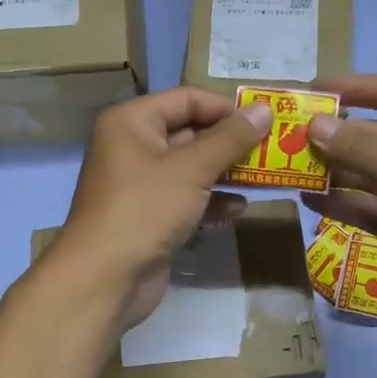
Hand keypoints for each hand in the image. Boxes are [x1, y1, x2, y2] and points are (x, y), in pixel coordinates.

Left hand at [50, 87, 271, 329]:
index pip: (186, 99)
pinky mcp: (149, 218)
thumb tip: (264, 108)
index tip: (264, 119)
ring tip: (263, 178)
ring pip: (190, 169)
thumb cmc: (145, 209)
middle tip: (271, 149)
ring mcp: (140, 185)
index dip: (225, 107)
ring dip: (224, 174)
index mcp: (132, 122)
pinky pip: (185, 200)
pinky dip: (210, 202)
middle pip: (189, 133)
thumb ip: (230, 138)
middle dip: (229, 143)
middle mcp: (132, 147)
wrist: (104, 278)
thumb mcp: (191, 169)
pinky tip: (238, 210)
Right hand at [303, 74, 376, 344]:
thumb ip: (360, 148)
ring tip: (290, 167)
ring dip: (333, 170)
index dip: (356, 88)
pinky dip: (340, 202)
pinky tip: (307, 198)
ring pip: (368, 172)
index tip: (312, 91)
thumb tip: (314, 125)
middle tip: (289, 137)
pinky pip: (367, 206)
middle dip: (337, 135)